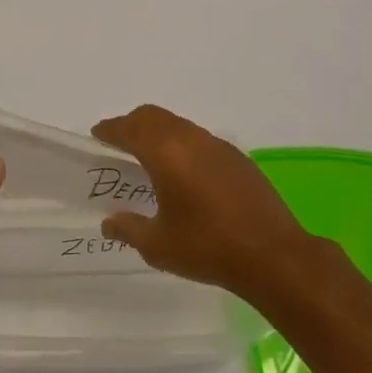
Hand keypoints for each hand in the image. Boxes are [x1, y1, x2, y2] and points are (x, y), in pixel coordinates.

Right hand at [92, 104, 336, 304]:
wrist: (274, 256)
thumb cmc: (207, 248)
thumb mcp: (158, 245)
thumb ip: (129, 228)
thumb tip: (109, 221)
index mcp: (166, 153)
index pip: (130, 128)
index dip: (111, 129)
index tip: (97, 134)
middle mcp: (192, 140)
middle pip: (154, 117)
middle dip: (132, 124)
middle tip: (118, 142)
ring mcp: (219, 147)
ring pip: (179, 125)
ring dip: (159, 133)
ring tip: (148, 158)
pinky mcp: (238, 159)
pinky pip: (200, 139)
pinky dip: (182, 144)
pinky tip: (183, 173)